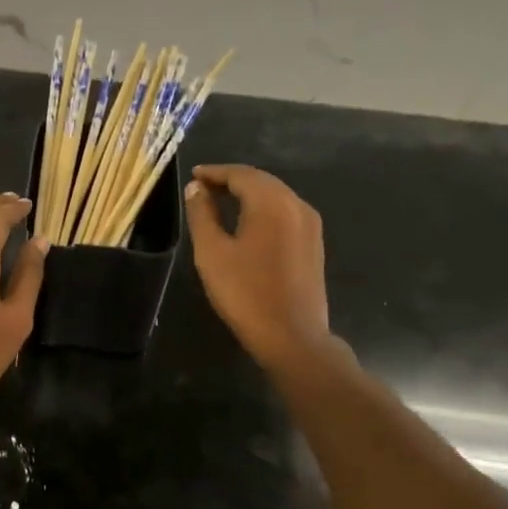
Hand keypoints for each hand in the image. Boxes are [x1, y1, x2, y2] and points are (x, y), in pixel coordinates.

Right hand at [184, 164, 341, 372]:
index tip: (193, 175)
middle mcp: (296, 204)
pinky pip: (285, 212)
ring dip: (248, 194)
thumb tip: (196, 188)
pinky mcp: (314, 243)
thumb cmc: (245, 293)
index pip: (240, 174)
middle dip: (231, 180)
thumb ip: (202, 214)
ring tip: (221, 202)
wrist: (292, 336)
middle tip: (203, 187)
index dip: (214, 172)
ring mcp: (310, 224)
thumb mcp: (212, 252)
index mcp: (271, 202)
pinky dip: (263, 209)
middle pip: (261, 181)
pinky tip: (247, 223)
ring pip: (275, 196)